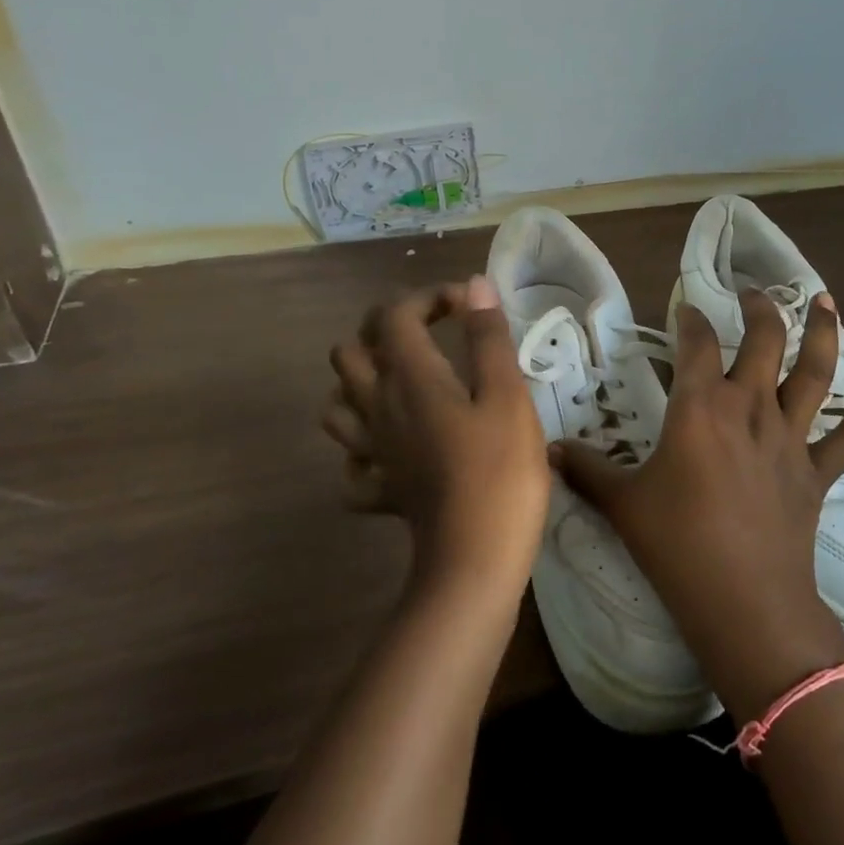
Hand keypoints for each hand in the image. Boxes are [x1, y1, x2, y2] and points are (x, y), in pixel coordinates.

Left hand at [323, 277, 547, 608]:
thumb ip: (488, 337)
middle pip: (349, 352)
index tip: (468, 306)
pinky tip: (392, 449)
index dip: (428, 297)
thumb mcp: (506, 395)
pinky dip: (364, 448)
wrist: (475, 559)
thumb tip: (476, 285)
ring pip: (337, 404)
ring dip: (361, 383)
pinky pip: (353, 463)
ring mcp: (373, 452)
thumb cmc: (500, 470)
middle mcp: (378, 407)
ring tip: (402, 382)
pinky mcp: (381, 488)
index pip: (395, 315)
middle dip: (384, 329)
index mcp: (409, 378)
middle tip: (428, 334)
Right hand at [551, 289, 843, 720]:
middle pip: (764, 340)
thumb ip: (586, 471)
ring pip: (816, 373)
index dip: (690, 318)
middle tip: (753, 292)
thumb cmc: (677, 544)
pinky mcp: (817, 473)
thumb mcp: (622, 505)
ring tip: (825, 302)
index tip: (684, 306)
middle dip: (760, 308)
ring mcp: (790, 438)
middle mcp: (750, 408)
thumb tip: (547, 449)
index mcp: (701, 407)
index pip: (697, 343)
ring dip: (822, 334)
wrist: (744, 600)